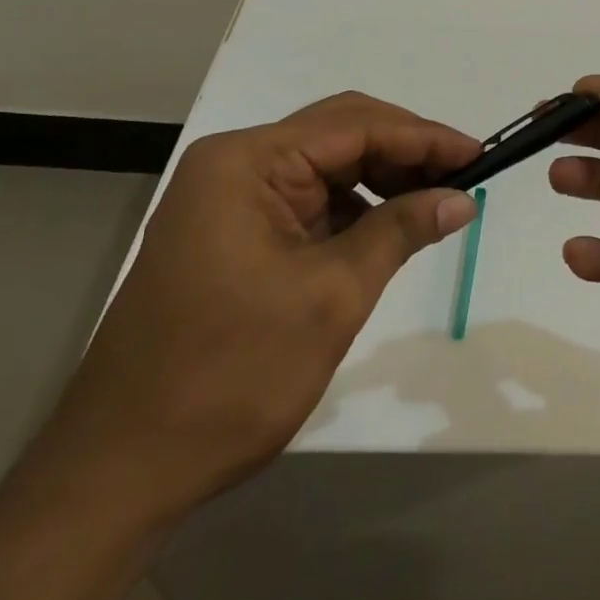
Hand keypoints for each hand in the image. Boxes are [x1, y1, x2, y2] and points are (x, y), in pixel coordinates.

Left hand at [0, 92, 479, 599]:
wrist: (119, 473)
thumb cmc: (229, 375)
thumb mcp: (331, 296)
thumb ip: (401, 230)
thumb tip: (462, 197)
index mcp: (247, 162)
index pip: (355, 126)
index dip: (424, 137)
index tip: (480, 154)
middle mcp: (234, 165)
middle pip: (339, 134)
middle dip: (406, 151)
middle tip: (465, 175)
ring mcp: (228, 199)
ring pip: (326, 166)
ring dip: (382, 178)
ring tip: (436, 200)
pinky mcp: (232, 233)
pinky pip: (306, 201)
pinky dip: (352, 208)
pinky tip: (387, 227)